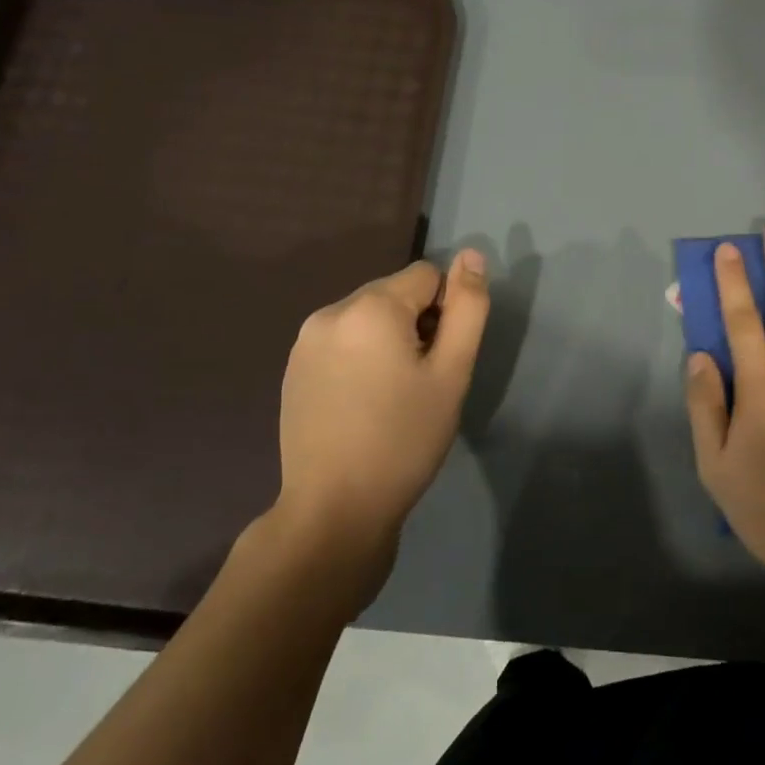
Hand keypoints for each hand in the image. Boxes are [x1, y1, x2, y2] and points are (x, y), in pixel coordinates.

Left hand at [269, 250, 489, 599]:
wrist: (334, 510)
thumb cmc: (404, 439)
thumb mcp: (452, 372)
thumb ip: (468, 307)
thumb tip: (472, 254)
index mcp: (370, 307)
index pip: (427, 276)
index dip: (445, 314)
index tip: (439, 362)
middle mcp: (330, 311)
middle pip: (394, 294)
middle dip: (415, 324)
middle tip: (420, 383)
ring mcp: (305, 341)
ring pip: (368, 318)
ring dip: (388, 340)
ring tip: (391, 395)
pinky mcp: (293, 368)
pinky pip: (342, 341)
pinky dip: (360, 357)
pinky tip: (362, 404)